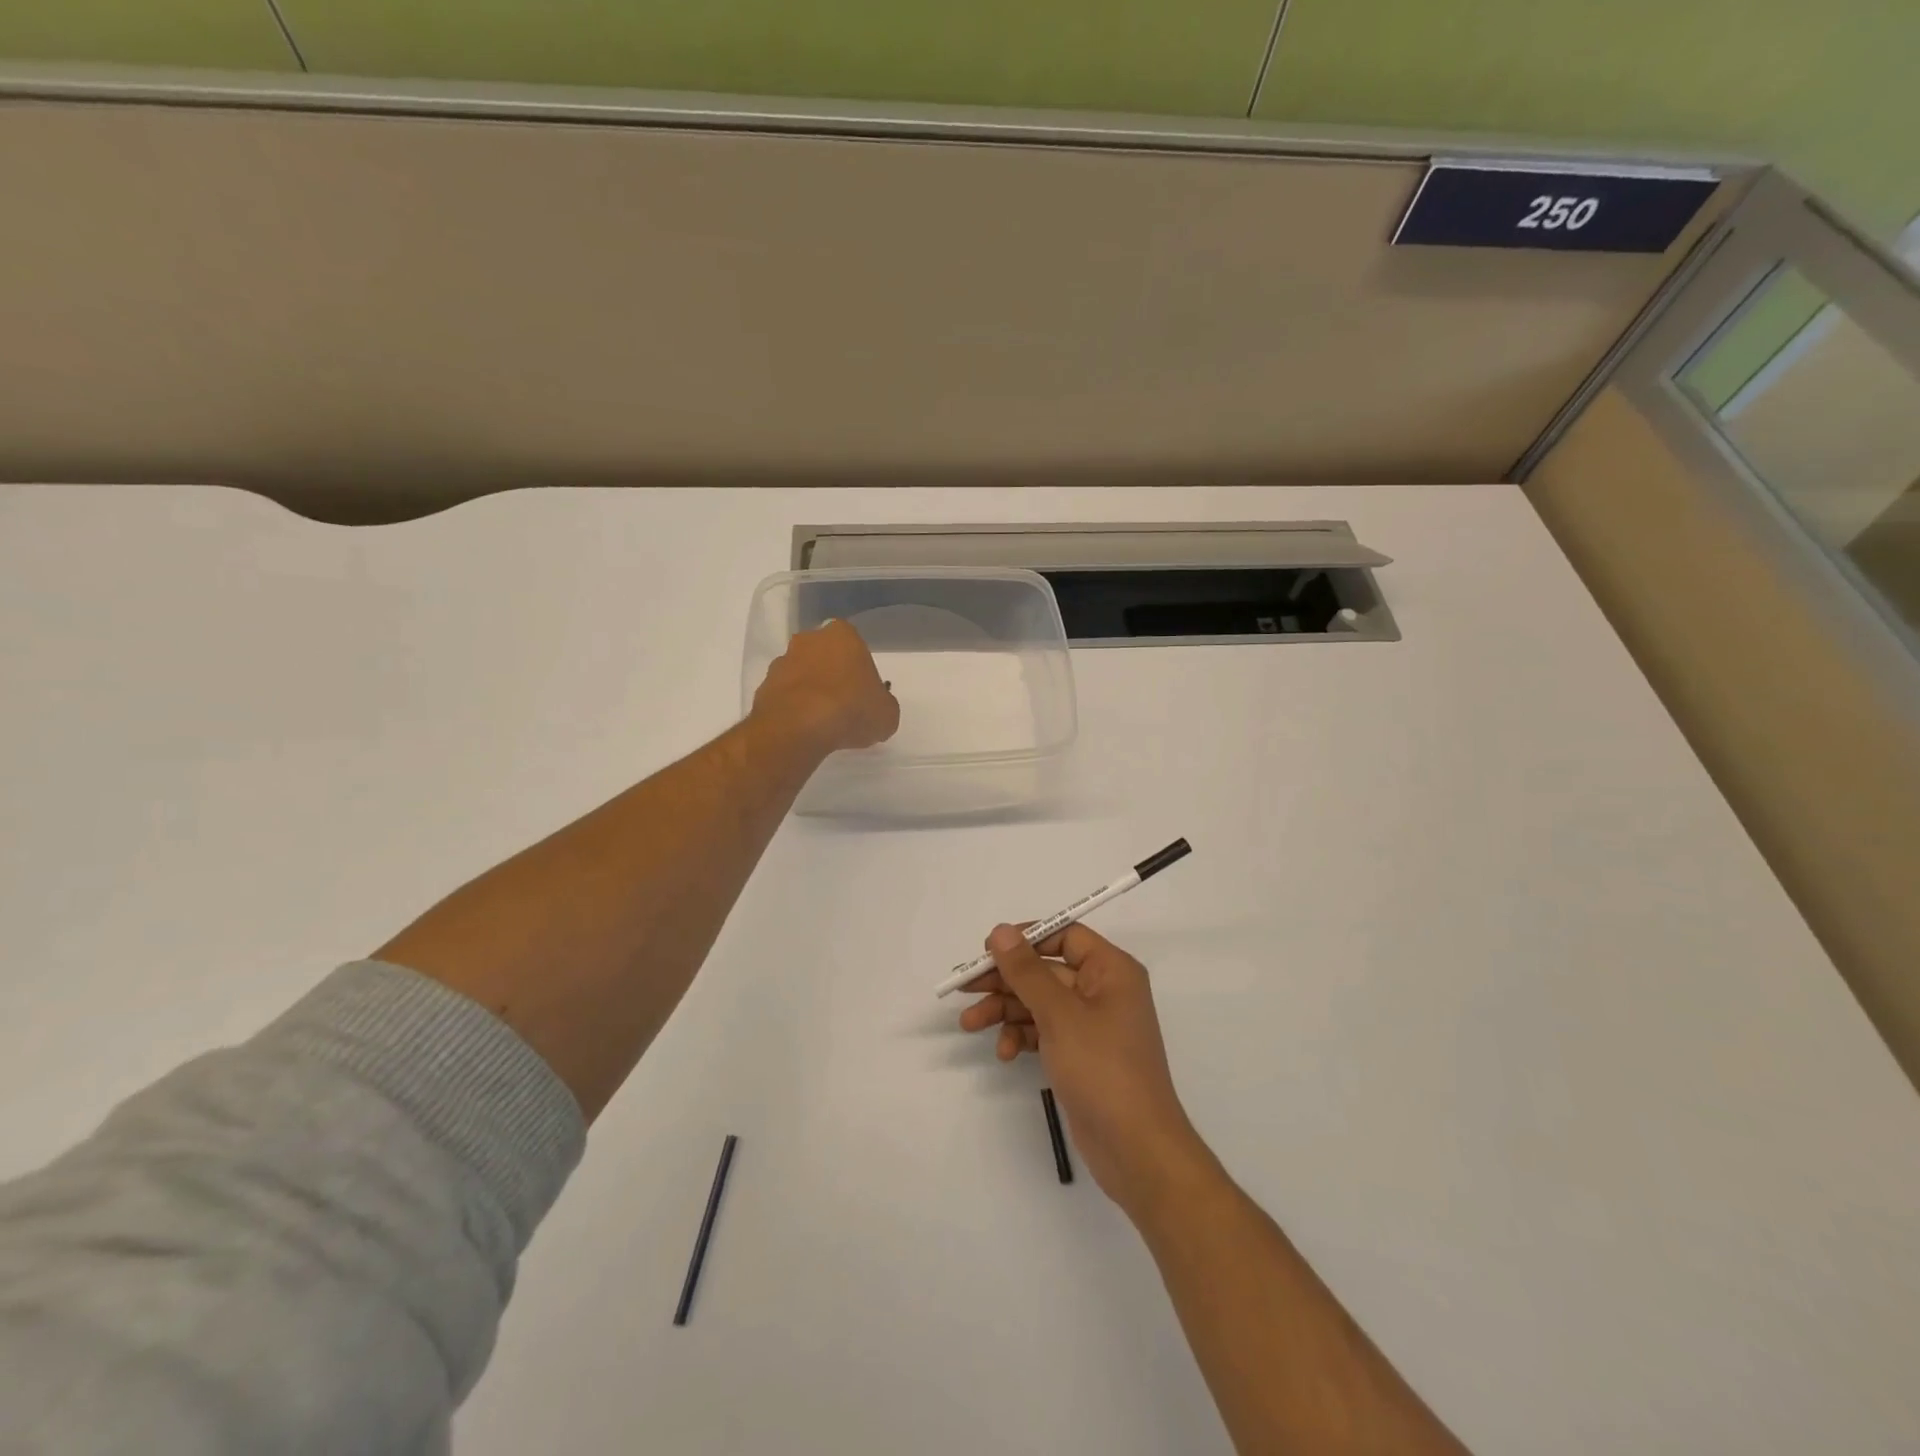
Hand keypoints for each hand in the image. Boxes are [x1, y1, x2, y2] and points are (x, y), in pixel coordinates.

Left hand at [751, 619, 899, 754]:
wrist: (799, 727)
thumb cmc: (851, 709)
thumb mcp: (887, 714)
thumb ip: (883, 705)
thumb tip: (876, 710)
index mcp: (843, 635)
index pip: (855, 647)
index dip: (860, 671)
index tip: (863, 695)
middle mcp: (809, 640)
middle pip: (825, 656)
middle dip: (832, 676)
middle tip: (844, 706)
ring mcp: (782, 661)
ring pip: (802, 674)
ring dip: (810, 691)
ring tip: (822, 722)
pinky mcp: (763, 686)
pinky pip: (784, 695)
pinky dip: (793, 708)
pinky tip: (803, 729)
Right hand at [959, 923, 1211, 1218]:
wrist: (1136, 1148)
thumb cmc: (1102, 1068)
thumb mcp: (1059, 1014)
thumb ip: (1027, 971)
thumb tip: (1001, 930)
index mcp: (1111, 970)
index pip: (1065, 936)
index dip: (1026, 938)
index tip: (988, 950)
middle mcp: (1104, 990)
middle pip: (1046, 970)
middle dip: (1006, 980)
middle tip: (965, 988)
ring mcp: (1092, 1024)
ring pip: (1040, 1002)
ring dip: (1006, 1011)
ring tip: (969, 1024)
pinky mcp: (1081, 1054)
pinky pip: (1045, 1031)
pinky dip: (1022, 1036)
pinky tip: (1004, 1053)